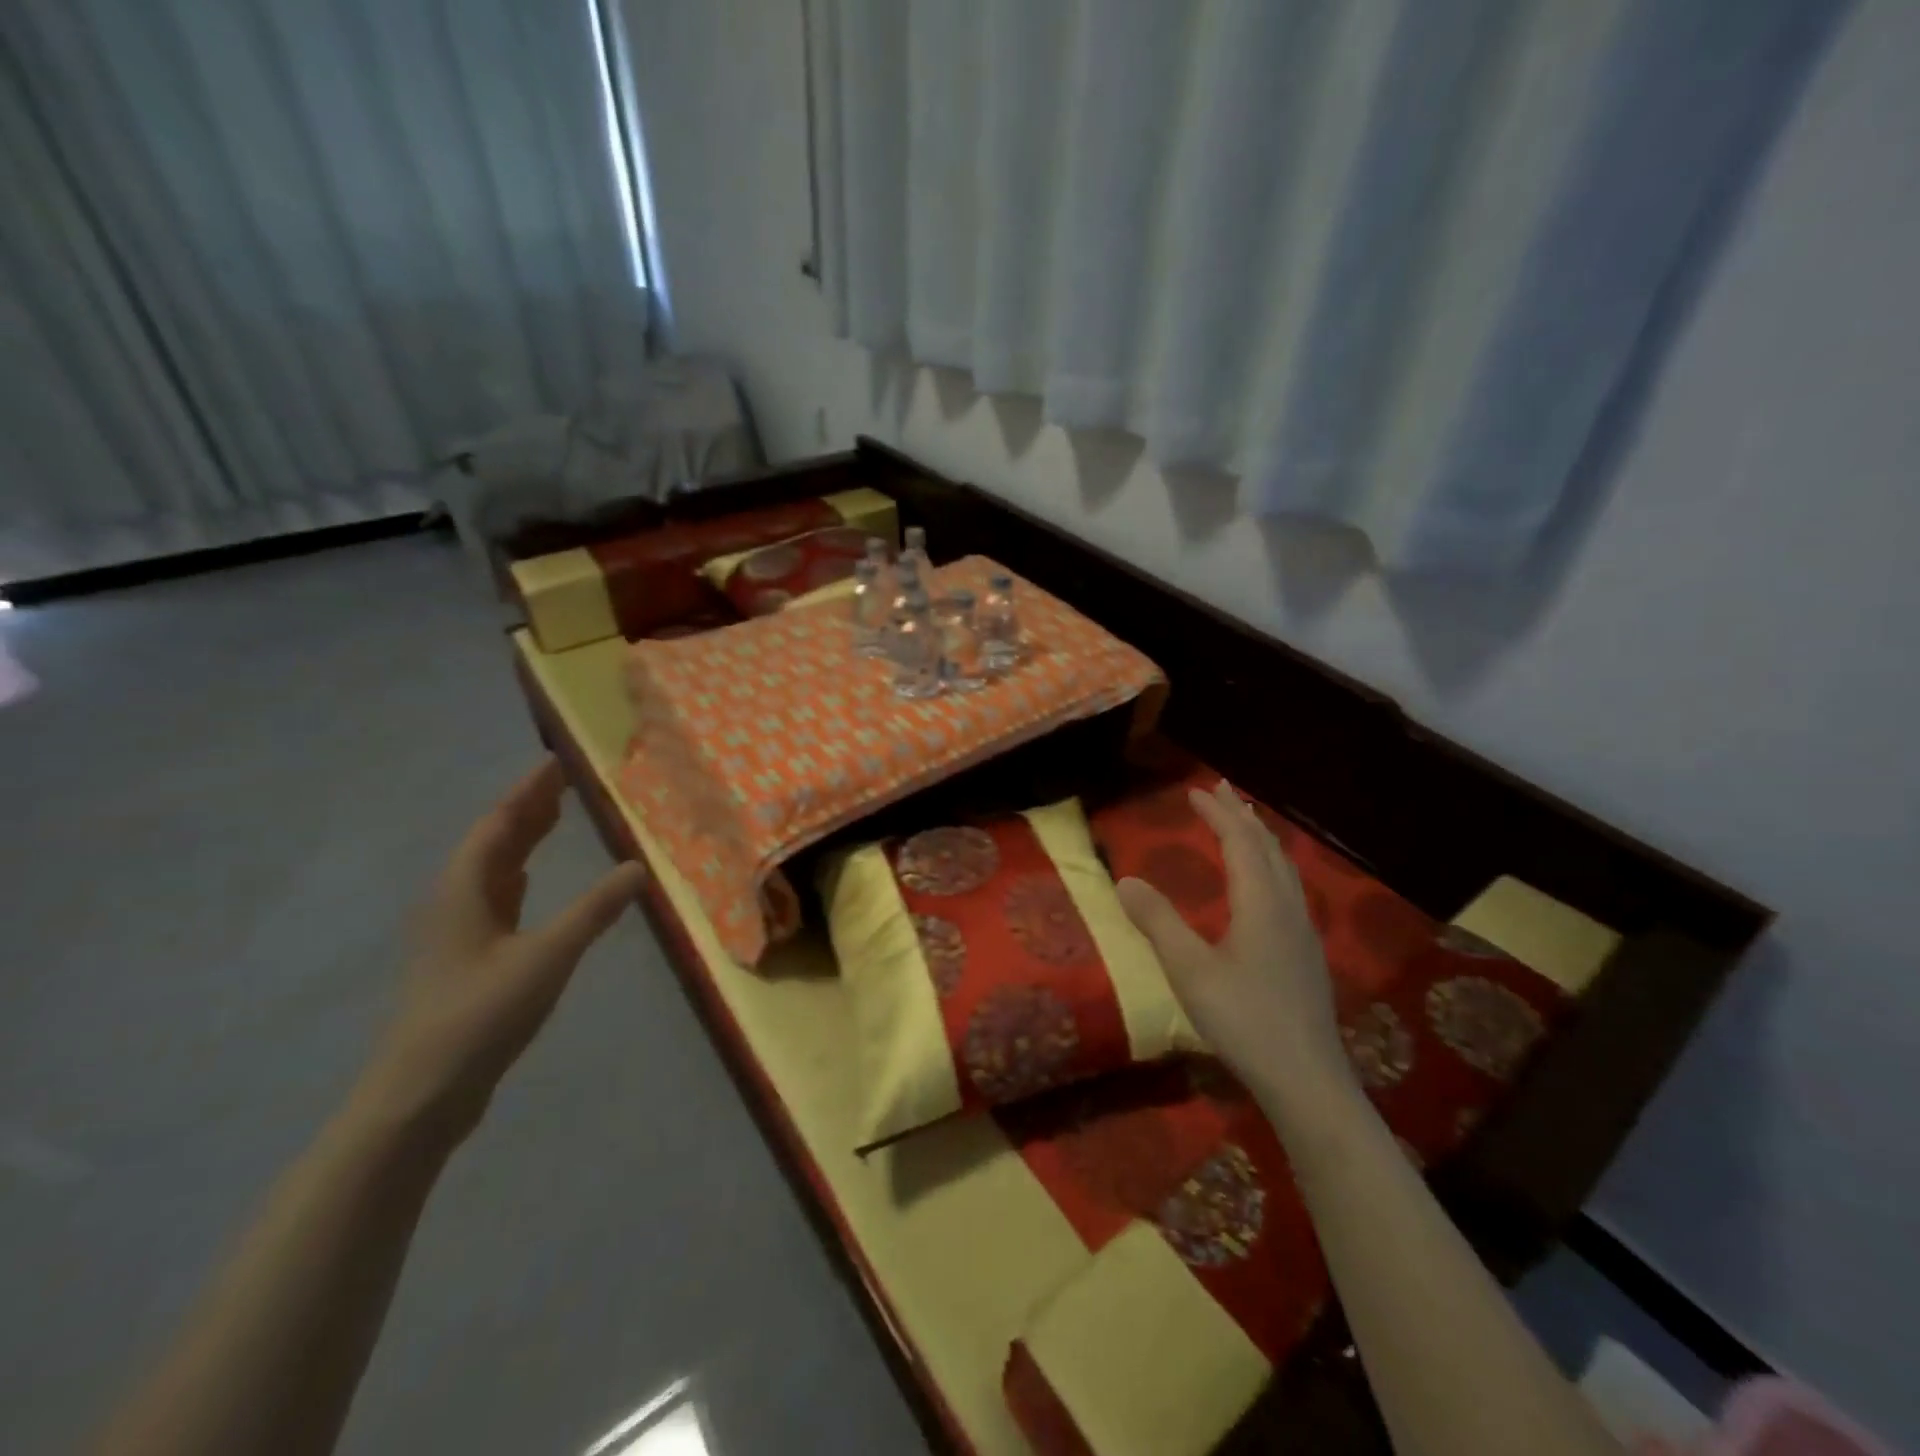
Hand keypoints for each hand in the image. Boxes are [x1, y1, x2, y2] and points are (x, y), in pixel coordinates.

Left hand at [353, 759, 646, 1142]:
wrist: (421, 1093)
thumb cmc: (480, 1015)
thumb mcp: (547, 956)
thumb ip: (594, 910)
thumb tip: (638, 866)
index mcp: (465, 889)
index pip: (499, 823)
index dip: (528, 791)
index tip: (557, 761)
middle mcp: (455, 899)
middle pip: (493, 840)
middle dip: (528, 808)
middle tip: (566, 780)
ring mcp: (457, 929)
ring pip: (492, 868)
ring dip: (523, 839)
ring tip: (557, 815)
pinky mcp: (466, 955)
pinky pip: (496, 895)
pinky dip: (519, 874)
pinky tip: (532, 878)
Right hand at [1117, 782, 1355, 1127]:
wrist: (1307, 1079)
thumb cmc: (1244, 1020)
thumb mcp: (1189, 970)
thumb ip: (1157, 922)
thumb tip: (1125, 879)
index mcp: (1261, 903)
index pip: (1240, 842)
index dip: (1218, 813)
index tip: (1195, 791)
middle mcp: (1287, 907)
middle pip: (1267, 847)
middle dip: (1242, 815)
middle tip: (1221, 790)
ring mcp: (1303, 931)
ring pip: (1284, 868)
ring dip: (1260, 838)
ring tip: (1244, 824)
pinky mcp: (1306, 953)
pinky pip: (1288, 887)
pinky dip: (1270, 864)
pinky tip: (1264, 885)